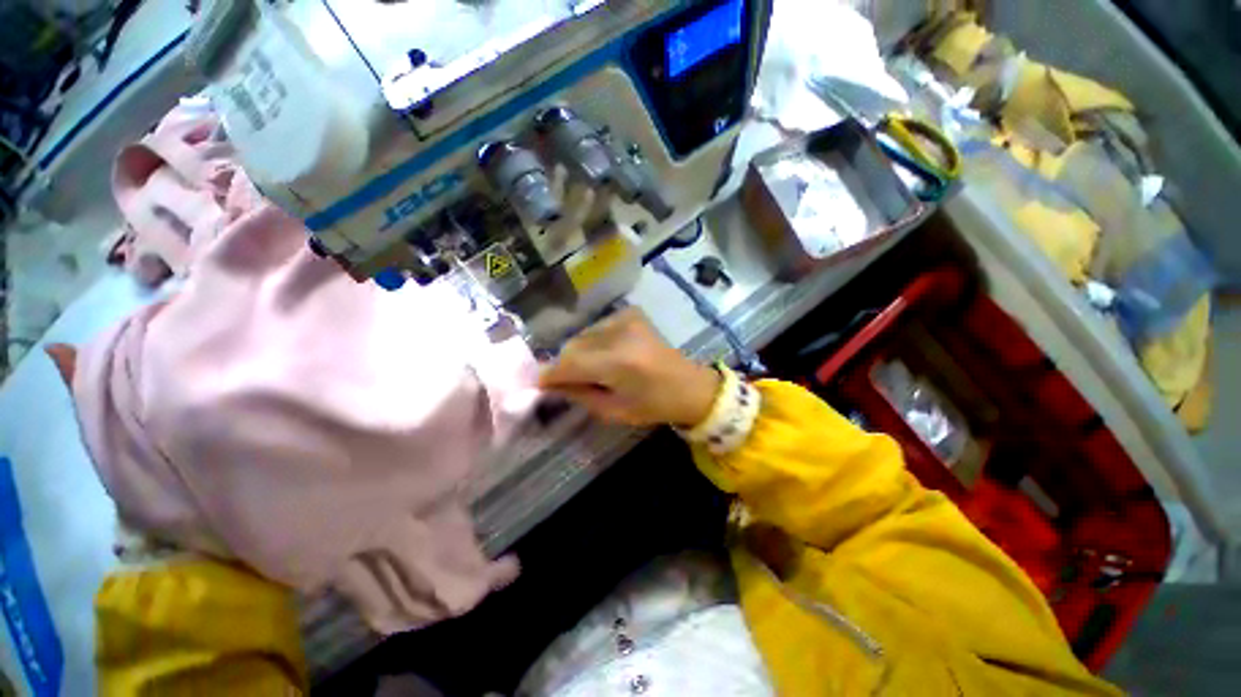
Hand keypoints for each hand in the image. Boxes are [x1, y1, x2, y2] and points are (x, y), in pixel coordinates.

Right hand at [539, 308, 720, 426]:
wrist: (690, 385)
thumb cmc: (654, 405)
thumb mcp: (613, 410)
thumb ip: (579, 394)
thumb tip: (552, 384)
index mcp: (619, 363)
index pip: (570, 363)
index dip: (550, 374)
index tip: (538, 384)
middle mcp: (620, 334)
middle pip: (573, 346)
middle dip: (564, 364)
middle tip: (564, 381)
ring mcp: (627, 319)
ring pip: (583, 335)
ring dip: (579, 353)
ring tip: (590, 370)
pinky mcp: (631, 313)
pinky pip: (597, 328)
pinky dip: (593, 342)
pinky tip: (605, 356)